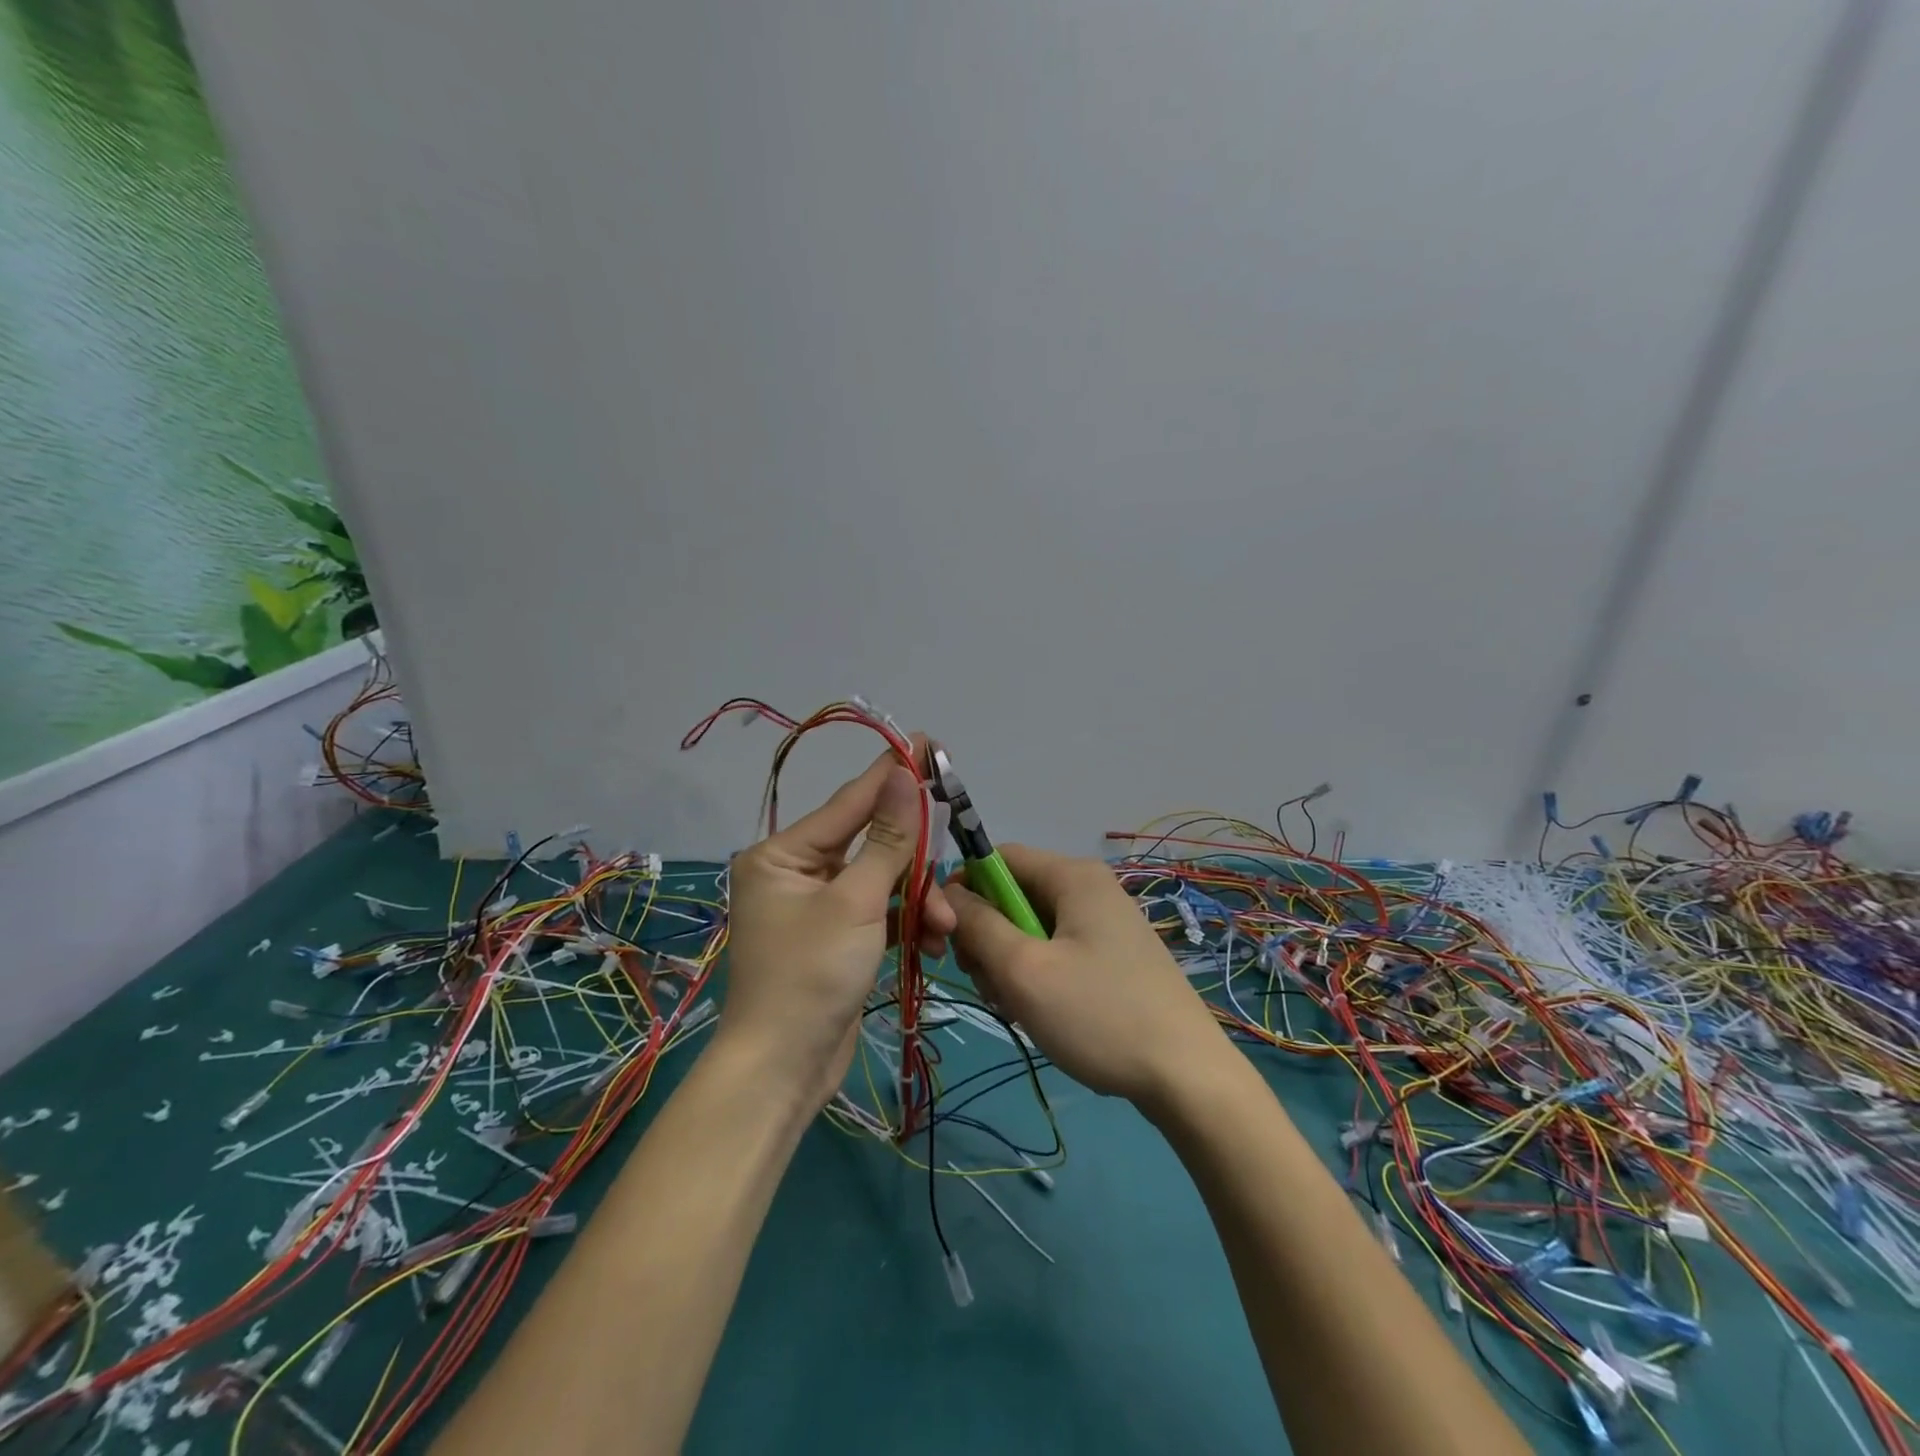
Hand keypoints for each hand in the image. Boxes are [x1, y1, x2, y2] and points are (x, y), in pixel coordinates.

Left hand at [719, 746, 956, 1107]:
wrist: (784, 1071)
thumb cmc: (810, 975)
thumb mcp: (855, 902)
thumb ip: (886, 839)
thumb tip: (902, 775)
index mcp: (783, 855)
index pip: (849, 803)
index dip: (891, 775)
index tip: (927, 743)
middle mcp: (796, 873)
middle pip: (870, 846)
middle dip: (913, 866)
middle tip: (951, 865)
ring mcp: (817, 907)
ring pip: (881, 882)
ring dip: (917, 901)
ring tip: (944, 926)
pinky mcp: (837, 938)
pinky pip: (879, 913)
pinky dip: (905, 924)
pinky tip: (931, 943)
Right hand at [945, 845, 1231, 1107]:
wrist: (1187, 1077)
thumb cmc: (1099, 1014)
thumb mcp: (1024, 970)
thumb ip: (978, 925)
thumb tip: (947, 894)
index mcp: (1072, 876)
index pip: (997, 858)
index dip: (963, 890)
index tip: (947, 938)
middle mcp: (1089, 888)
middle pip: (1013, 895)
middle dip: (988, 938)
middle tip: (988, 984)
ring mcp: (1104, 923)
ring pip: (1031, 928)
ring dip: (1010, 964)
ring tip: (1017, 1008)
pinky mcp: (1112, 956)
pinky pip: (1056, 950)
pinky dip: (1037, 976)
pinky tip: (1040, 1014)